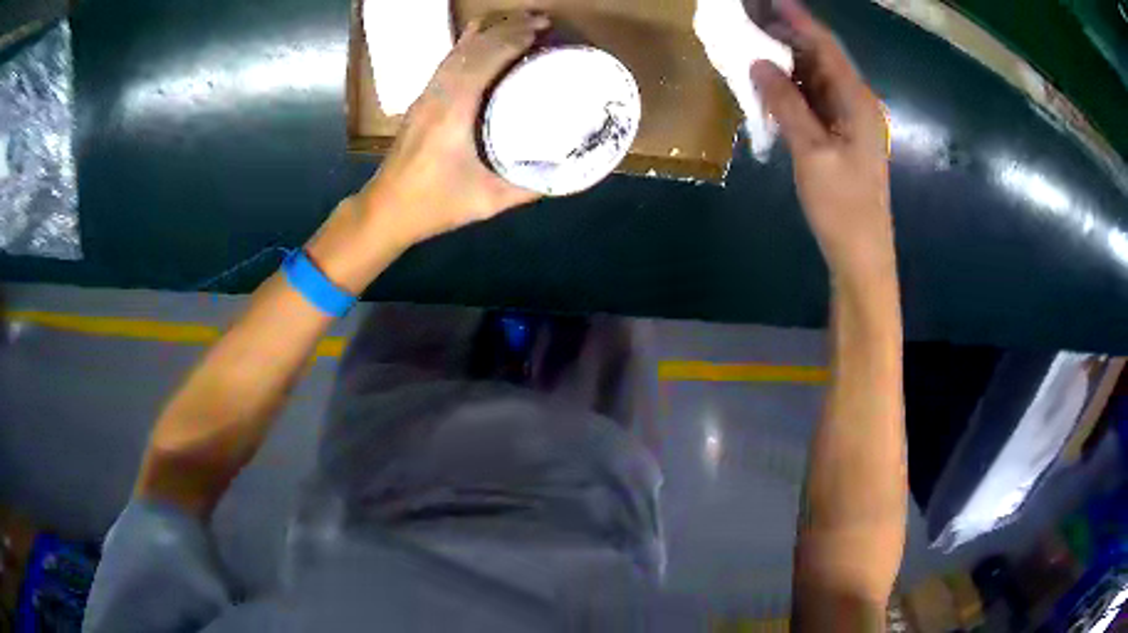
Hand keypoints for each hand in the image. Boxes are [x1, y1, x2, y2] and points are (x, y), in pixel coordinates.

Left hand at [358, 12, 549, 248]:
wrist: (386, 208)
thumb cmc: (434, 204)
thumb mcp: (487, 200)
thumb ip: (528, 186)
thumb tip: (566, 171)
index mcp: (453, 110)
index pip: (485, 58)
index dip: (514, 38)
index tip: (543, 30)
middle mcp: (438, 92)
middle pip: (473, 45)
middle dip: (507, 27)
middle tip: (542, 21)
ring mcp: (427, 93)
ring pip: (458, 48)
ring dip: (490, 31)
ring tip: (521, 24)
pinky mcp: (423, 98)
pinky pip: (450, 59)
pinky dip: (474, 44)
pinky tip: (490, 44)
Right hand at [751, 0, 893, 284]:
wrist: (861, 255)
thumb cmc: (842, 206)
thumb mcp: (812, 152)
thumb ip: (786, 104)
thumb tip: (758, 63)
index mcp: (857, 102)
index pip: (826, 48)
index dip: (798, 21)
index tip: (771, 0)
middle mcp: (857, 104)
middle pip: (822, 58)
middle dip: (789, 36)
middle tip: (752, 20)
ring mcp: (851, 121)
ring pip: (817, 79)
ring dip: (789, 61)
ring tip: (755, 42)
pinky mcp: (842, 137)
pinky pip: (815, 101)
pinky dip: (793, 89)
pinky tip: (771, 83)